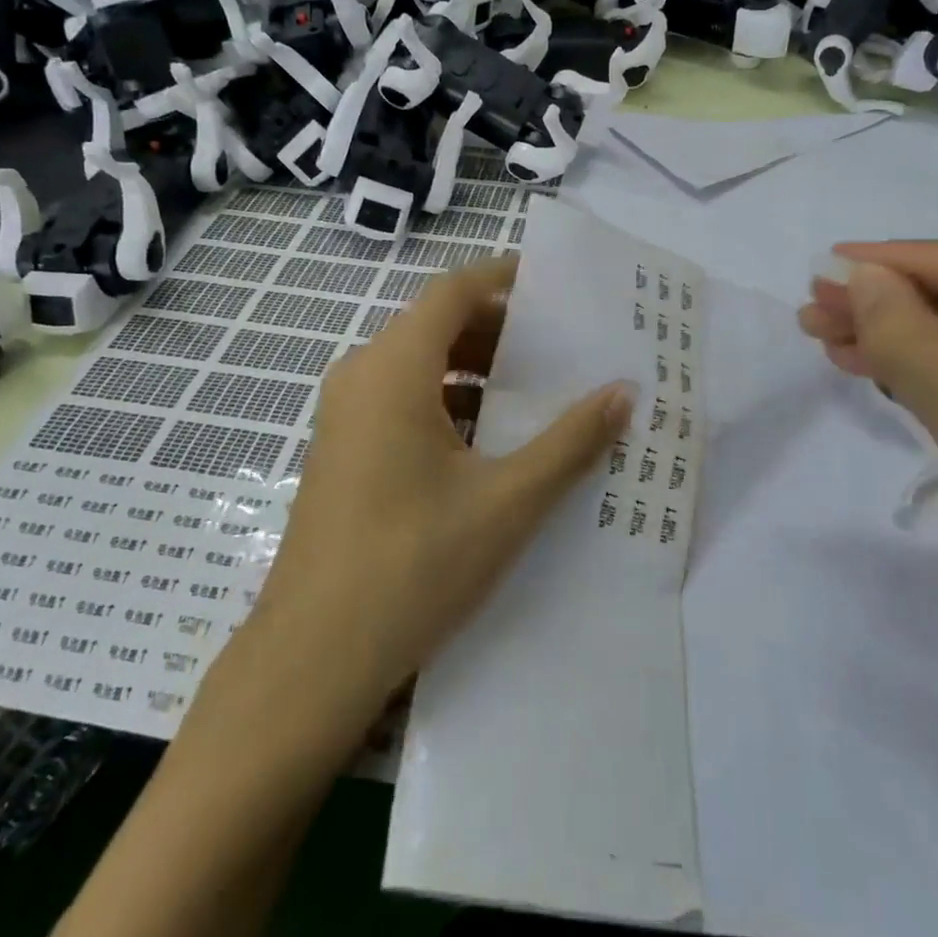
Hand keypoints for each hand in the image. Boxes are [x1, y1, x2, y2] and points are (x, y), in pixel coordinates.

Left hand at [240, 257, 632, 717]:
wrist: (313, 658)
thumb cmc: (413, 566)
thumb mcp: (506, 501)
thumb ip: (570, 441)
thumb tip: (624, 392)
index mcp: (393, 369)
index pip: (454, 291)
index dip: (504, 277)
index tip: (556, 283)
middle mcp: (361, 376)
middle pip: (437, 325)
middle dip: (501, 328)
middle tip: (563, 344)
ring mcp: (345, 415)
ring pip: (420, 365)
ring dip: (476, 369)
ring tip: (539, 390)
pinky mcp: (345, 450)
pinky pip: (404, 401)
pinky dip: (451, 402)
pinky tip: (494, 440)